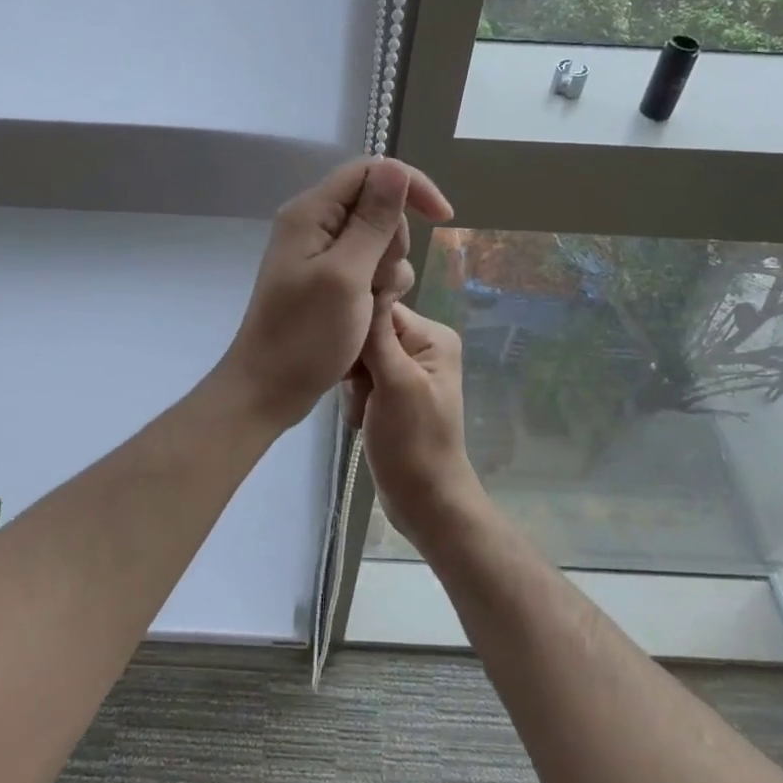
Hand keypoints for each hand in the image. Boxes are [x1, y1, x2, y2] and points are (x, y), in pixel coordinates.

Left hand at [218, 157, 451, 429]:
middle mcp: (314, 224)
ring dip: (388, 271)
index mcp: (311, 213)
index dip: (410, 186)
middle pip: (378, 206)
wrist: (269, 389)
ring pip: (379, 240)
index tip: (444, 218)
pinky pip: (368, 267)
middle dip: (394, 242)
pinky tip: (370, 315)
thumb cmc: (305, 336)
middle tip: (378, 282)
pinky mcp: (328, 279)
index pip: (371, 170)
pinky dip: (378, 288)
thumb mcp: (347, 276)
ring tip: (371, 305)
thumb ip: (373, 221)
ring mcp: (320, 253)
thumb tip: (397, 169)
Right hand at [346, 302, 487, 550]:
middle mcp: (421, 347)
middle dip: (356, 365)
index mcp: (432, 336)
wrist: (424, 500)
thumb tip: (368, 282)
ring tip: (364, 413)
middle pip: (367, 333)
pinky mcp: (391, 393)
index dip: (358, 331)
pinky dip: (355, 400)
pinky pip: (361, 381)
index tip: (350, 361)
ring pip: (359, 359)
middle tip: (363, 394)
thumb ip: (378, 334)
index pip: (381, 309)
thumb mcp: (396, 382)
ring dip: (353, 387)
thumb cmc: (413, 441)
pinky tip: (362, 422)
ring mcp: (406, 372)